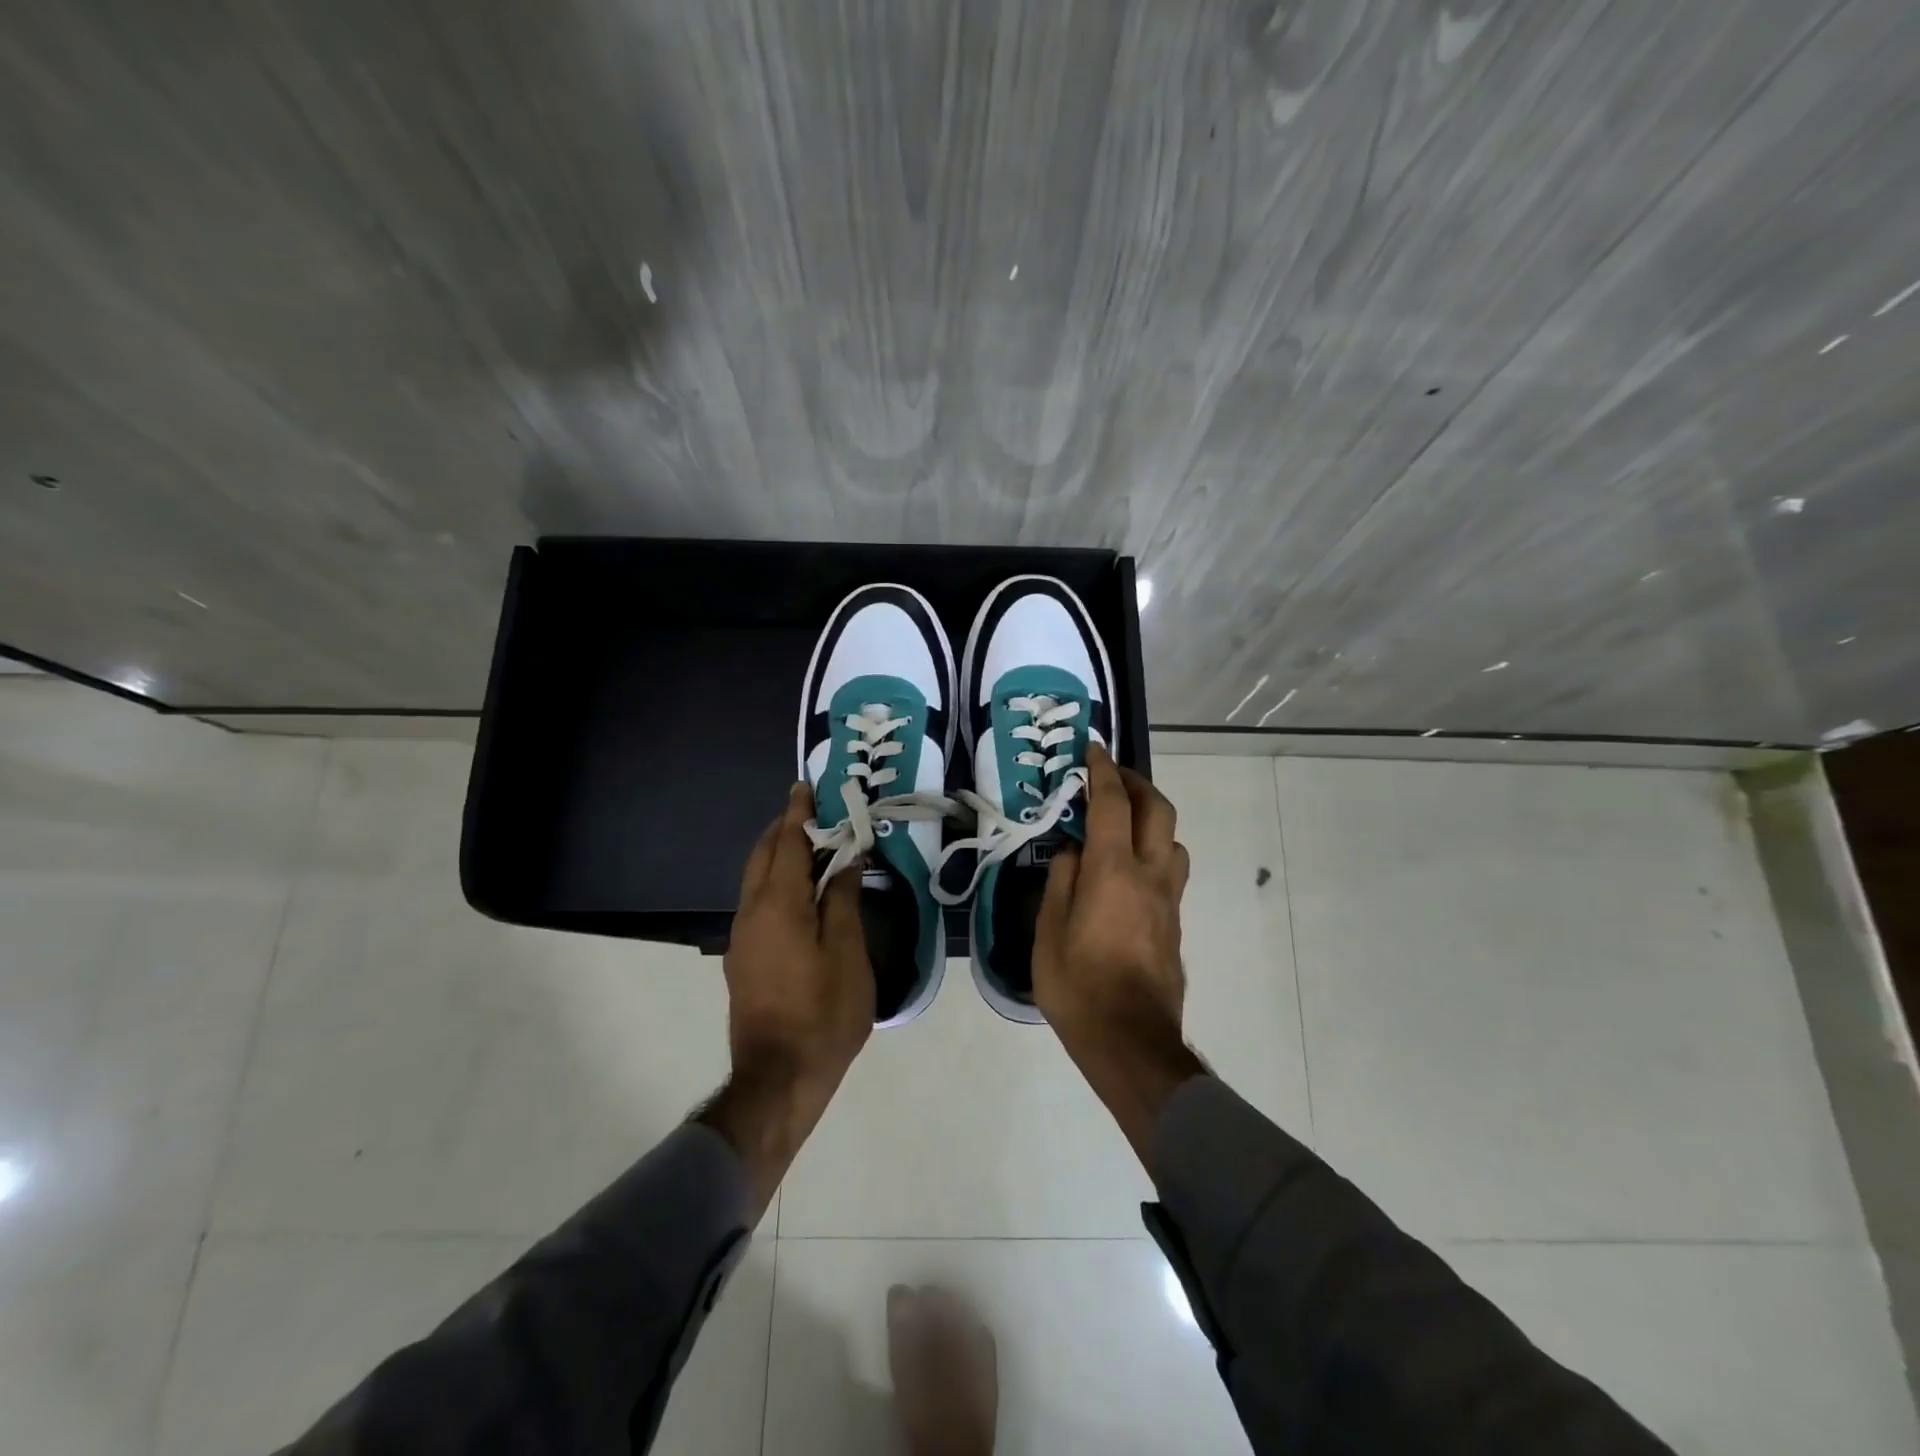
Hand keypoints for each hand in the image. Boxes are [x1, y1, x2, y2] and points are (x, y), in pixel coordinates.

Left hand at [701, 783, 872, 1213]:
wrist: (778, 1078)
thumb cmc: (823, 1013)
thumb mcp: (847, 953)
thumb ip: (842, 900)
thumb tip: (844, 860)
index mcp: (778, 905)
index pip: (786, 843)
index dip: (798, 813)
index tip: (805, 786)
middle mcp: (751, 913)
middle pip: (763, 856)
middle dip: (784, 830)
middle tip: (813, 814)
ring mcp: (742, 938)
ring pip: (756, 880)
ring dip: (779, 856)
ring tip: (812, 848)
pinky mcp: (744, 958)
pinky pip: (757, 903)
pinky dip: (776, 883)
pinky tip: (801, 894)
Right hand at [1034, 743, 1202, 1160]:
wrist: (1131, 1041)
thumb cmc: (1078, 986)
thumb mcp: (1048, 932)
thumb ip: (1061, 882)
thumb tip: (1073, 852)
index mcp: (1113, 871)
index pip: (1112, 804)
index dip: (1103, 770)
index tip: (1093, 749)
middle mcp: (1150, 875)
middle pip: (1158, 810)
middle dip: (1137, 783)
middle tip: (1113, 776)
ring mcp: (1168, 899)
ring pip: (1172, 839)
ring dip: (1152, 817)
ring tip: (1123, 822)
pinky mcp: (1175, 922)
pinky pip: (1170, 868)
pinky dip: (1154, 849)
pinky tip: (1129, 867)